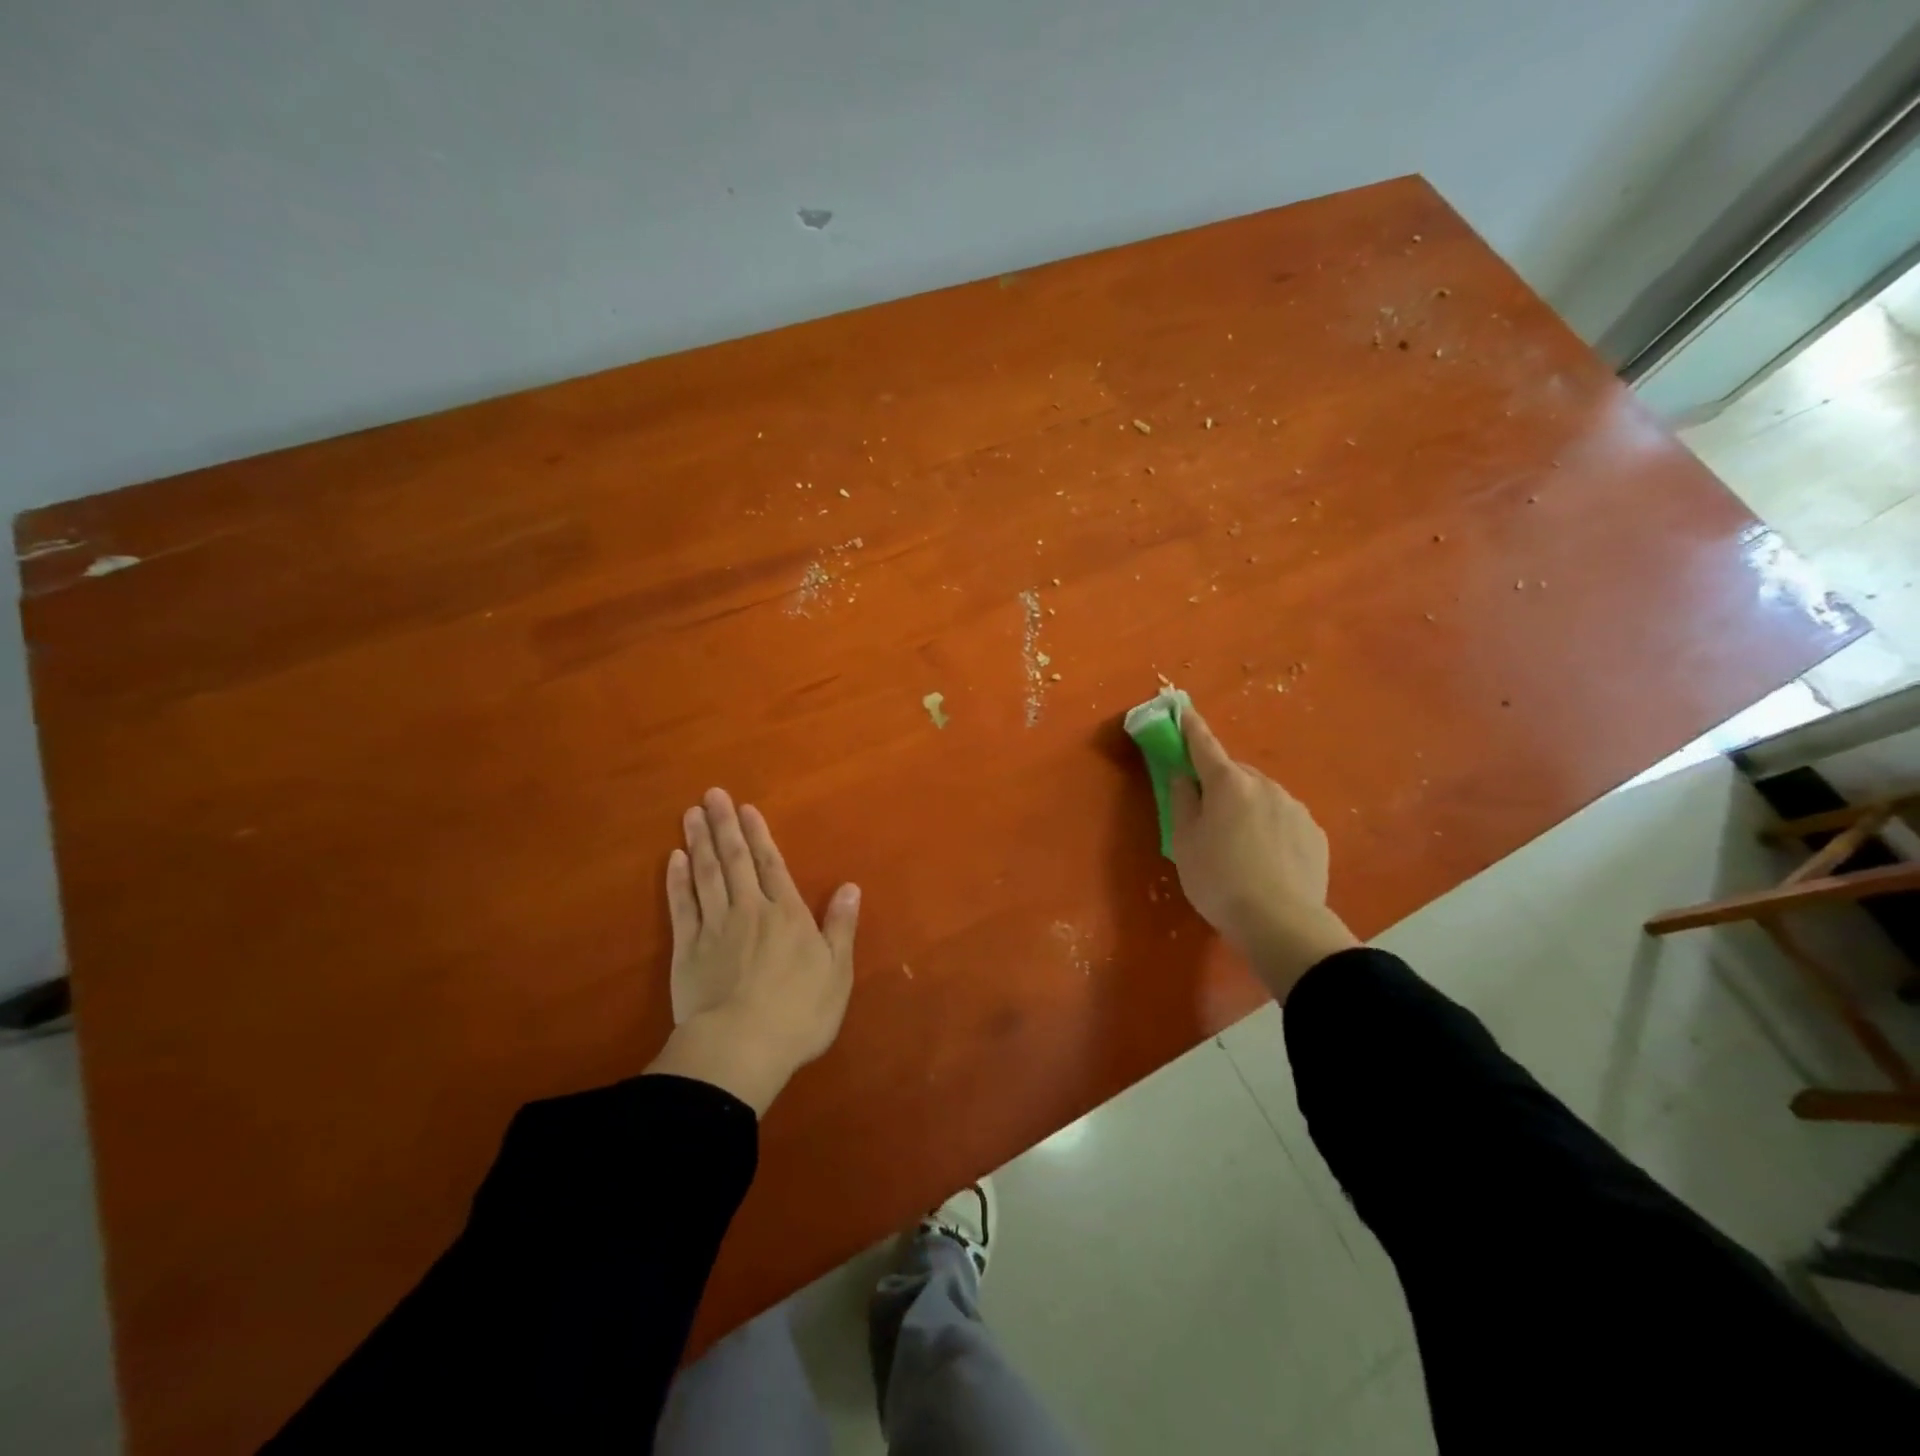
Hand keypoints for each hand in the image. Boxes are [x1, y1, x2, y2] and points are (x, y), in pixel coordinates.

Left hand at [644, 788, 859, 1114]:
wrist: (741, 1048)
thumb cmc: (798, 1013)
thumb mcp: (837, 972)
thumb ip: (841, 926)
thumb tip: (851, 886)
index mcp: (787, 915)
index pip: (772, 865)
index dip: (759, 835)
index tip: (746, 808)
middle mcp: (750, 910)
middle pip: (735, 861)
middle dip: (725, 826)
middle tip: (711, 795)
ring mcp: (715, 928)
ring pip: (706, 875)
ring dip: (699, 842)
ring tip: (691, 814)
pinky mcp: (687, 950)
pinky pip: (682, 906)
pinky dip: (677, 881)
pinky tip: (674, 860)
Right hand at [1168, 709, 1358, 1000]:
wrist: (1281, 922)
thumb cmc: (1219, 880)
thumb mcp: (1183, 842)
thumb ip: (1181, 801)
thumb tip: (1184, 775)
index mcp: (1228, 783)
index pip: (1204, 746)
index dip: (1191, 727)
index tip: (1182, 708)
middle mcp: (1265, 785)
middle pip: (1235, 775)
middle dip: (1220, 784)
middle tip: (1207, 815)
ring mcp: (1295, 808)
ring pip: (1262, 797)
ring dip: (1247, 808)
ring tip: (1239, 847)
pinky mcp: (1315, 833)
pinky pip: (1284, 820)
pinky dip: (1271, 829)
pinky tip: (1266, 860)